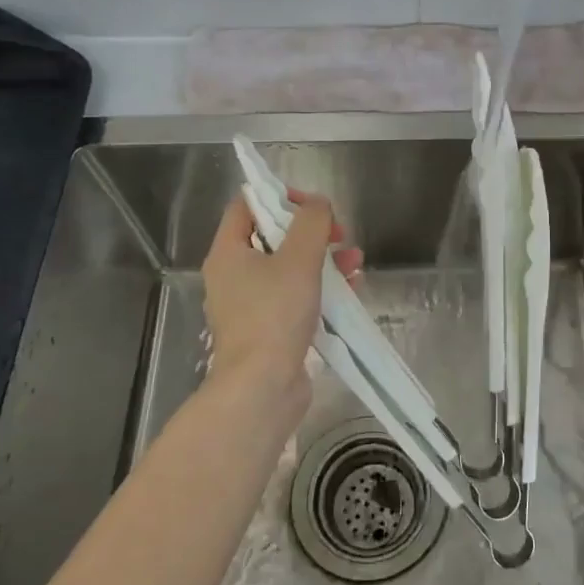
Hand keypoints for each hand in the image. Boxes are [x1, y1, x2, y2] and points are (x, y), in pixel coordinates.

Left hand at [201, 191, 362, 422]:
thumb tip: (317, 203)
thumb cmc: (274, 315)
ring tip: (355, 262)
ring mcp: (251, 307)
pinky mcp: (269, 331)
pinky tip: (351, 291)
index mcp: (228, 253)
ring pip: (289, 269)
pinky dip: (321, 290)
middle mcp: (233, 277)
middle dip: (311, 232)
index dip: (279, 196)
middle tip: (339, 235)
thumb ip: (311, 223)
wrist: (262, 388)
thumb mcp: (298, 259)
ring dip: (323, 260)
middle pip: (272, 238)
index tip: (313, 205)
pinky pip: (296, 299)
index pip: (246, 206)